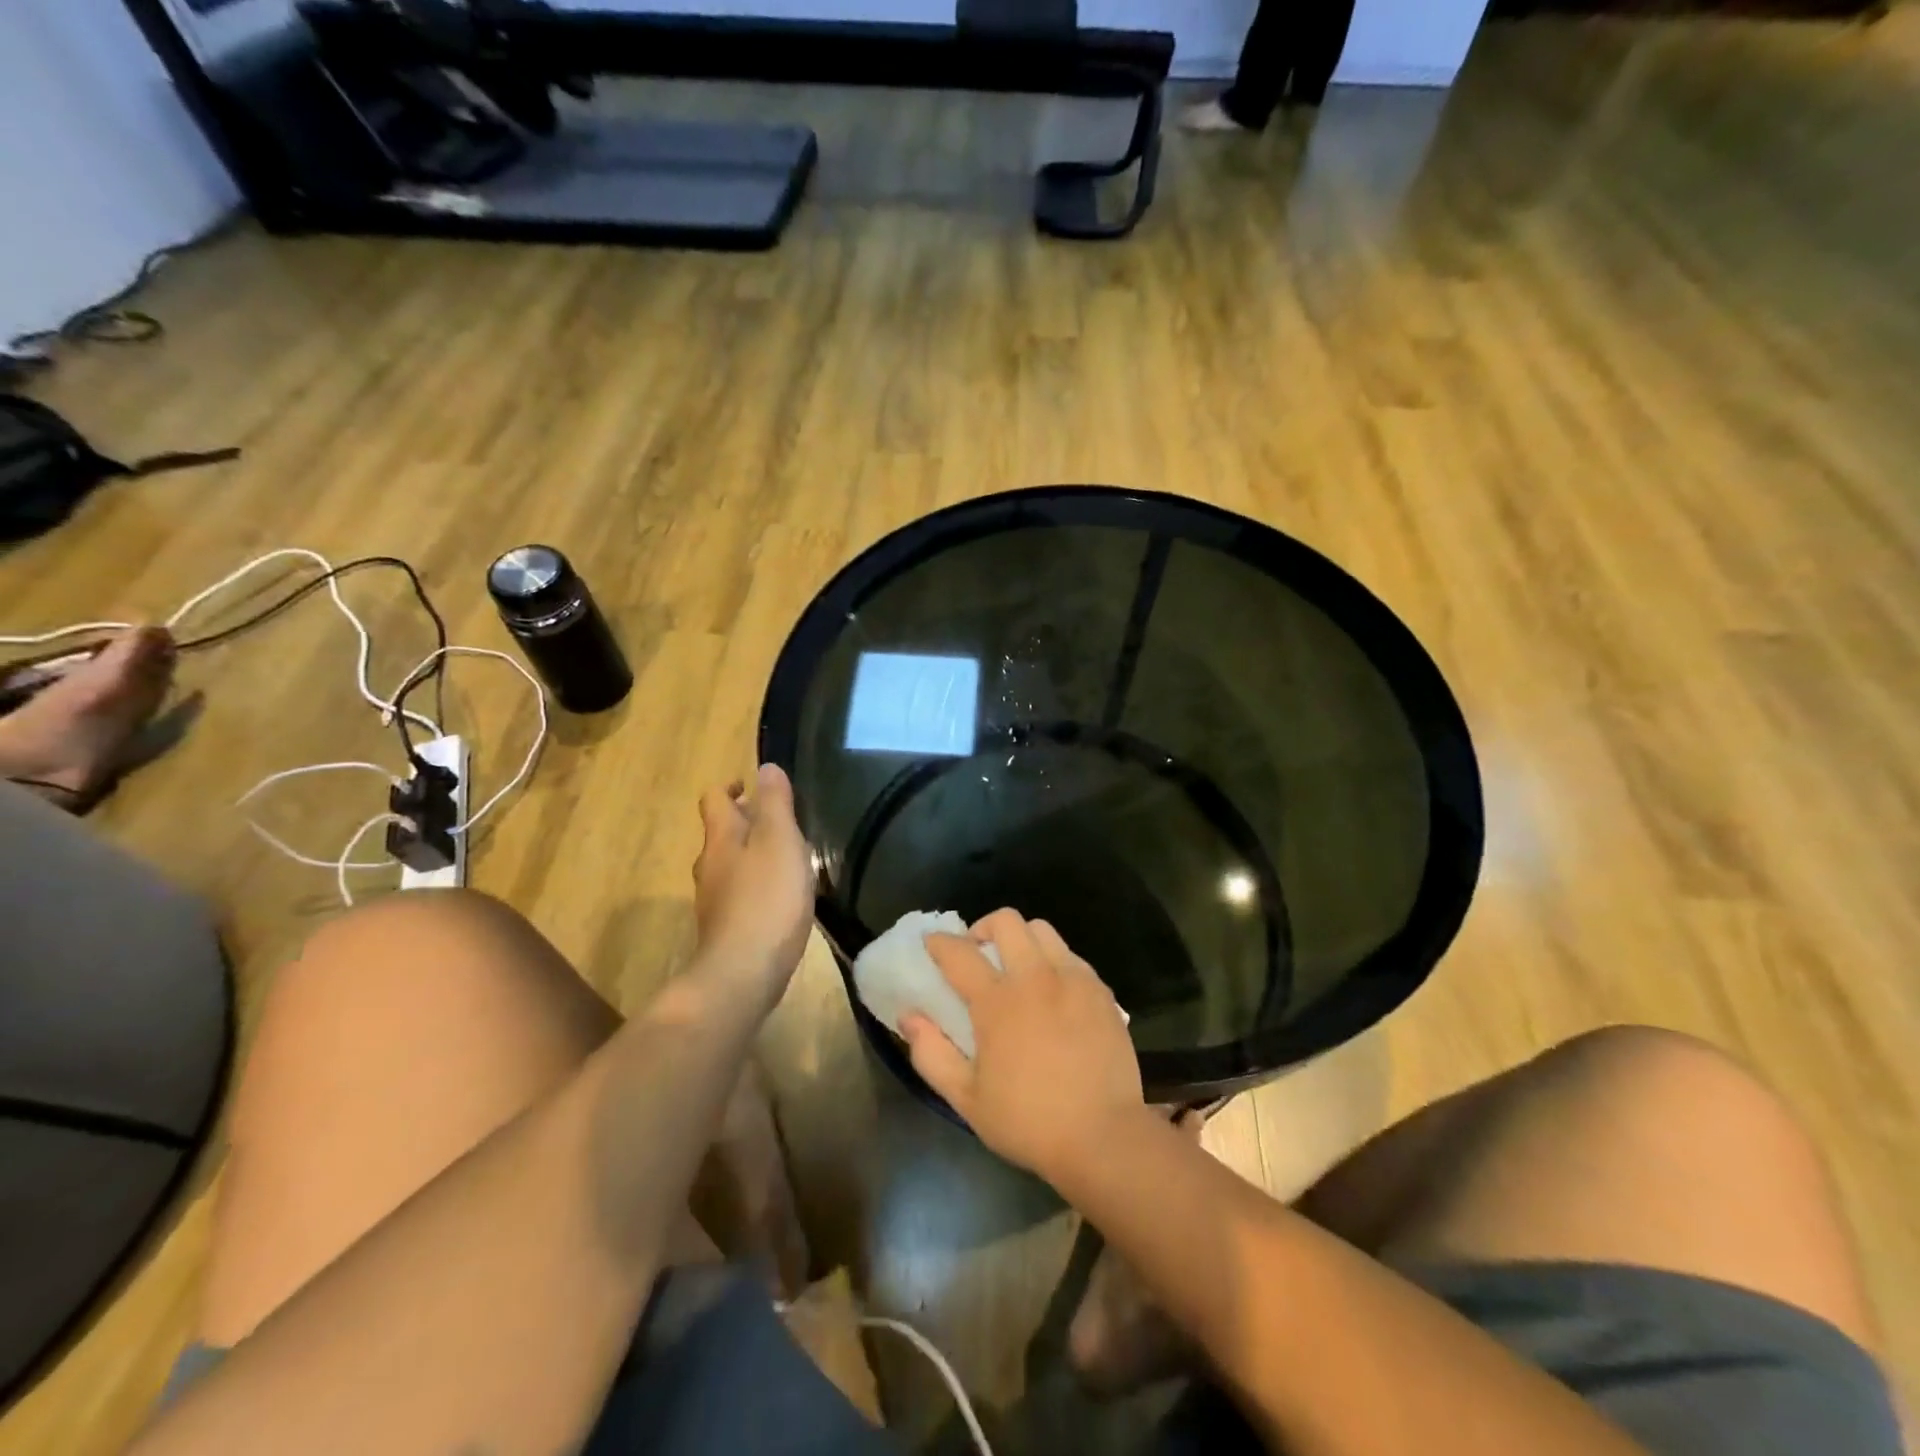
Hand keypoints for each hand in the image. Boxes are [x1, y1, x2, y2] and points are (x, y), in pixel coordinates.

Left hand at [692, 765, 815, 999]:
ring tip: (786, 857)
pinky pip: (739, 894)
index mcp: (721, 839)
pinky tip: (780, 897)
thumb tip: (765, 768)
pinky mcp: (725, 929)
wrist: (744, 973)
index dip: (730, 787)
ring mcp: (714, 901)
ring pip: (730, 865)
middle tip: (779, 821)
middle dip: (745, 821)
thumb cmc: (767, 898)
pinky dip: (756, 885)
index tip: (750, 786)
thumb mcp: (780, 841)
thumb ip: (775, 803)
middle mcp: (710, 866)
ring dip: (752, 854)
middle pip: (721, 833)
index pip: (714, 800)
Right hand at [901, 909, 1143, 1181]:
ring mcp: (1073, 979)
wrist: (1103, 1136)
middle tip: (978, 954)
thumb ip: (931, 1054)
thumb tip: (908, 1016)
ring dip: (1021, 939)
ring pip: (1042, 930)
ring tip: (1016, 968)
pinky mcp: (1100, 990)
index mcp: (998, 1002)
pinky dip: (1052, 960)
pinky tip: (1051, 991)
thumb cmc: (1028, 1121)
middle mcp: (1035, 977)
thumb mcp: (966, 1098)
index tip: (931, 944)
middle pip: (1006, 921)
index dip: (939, 942)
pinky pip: (1071, 956)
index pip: (959, 952)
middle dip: (983, 928)